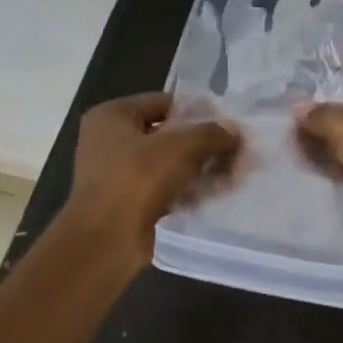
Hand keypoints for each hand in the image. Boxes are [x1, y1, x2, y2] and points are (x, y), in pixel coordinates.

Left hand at [65, 92, 240, 261]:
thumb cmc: (136, 179)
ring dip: (200, 169)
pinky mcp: (130, 203)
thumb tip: (235, 130)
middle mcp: (111, 141)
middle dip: (203, 144)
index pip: (163, 103)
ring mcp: (119, 175)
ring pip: (169, 164)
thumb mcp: (179, 148)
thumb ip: (210, 134)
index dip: (196, 110)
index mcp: (112, 116)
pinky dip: (189, 191)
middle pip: (167, 135)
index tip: (227, 122)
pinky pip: (166, 189)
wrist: (107, 240)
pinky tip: (218, 194)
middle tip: (236, 150)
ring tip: (234, 173)